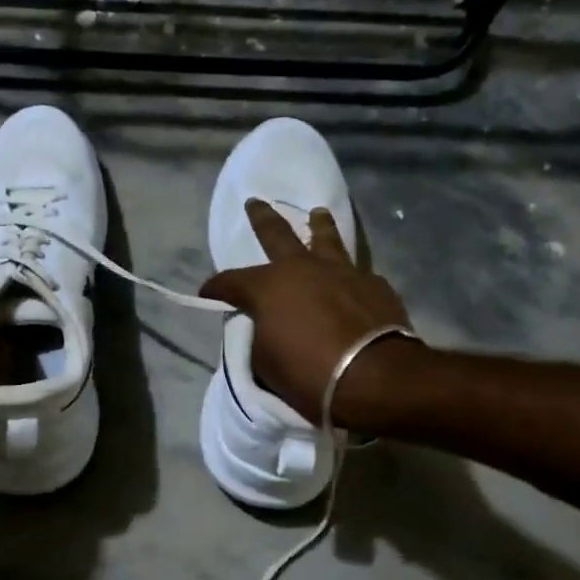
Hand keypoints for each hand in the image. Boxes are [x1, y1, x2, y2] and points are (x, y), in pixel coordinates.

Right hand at [199, 200, 416, 431]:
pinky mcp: (373, 284)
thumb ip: (259, 335)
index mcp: (268, 286)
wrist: (373, 378)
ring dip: (319, 225)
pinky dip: (348, 273)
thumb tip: (264, 325)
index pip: (230, 281)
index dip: (215, 288)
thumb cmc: (308, 373)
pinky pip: (356, 271)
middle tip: (255, 202)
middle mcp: (302, 268)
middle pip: (277, 234)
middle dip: (262, 218)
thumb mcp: (264, 362)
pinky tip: (351, 277)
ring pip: (326, 238)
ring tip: (317, 213)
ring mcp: (342, 271)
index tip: (206, 294)